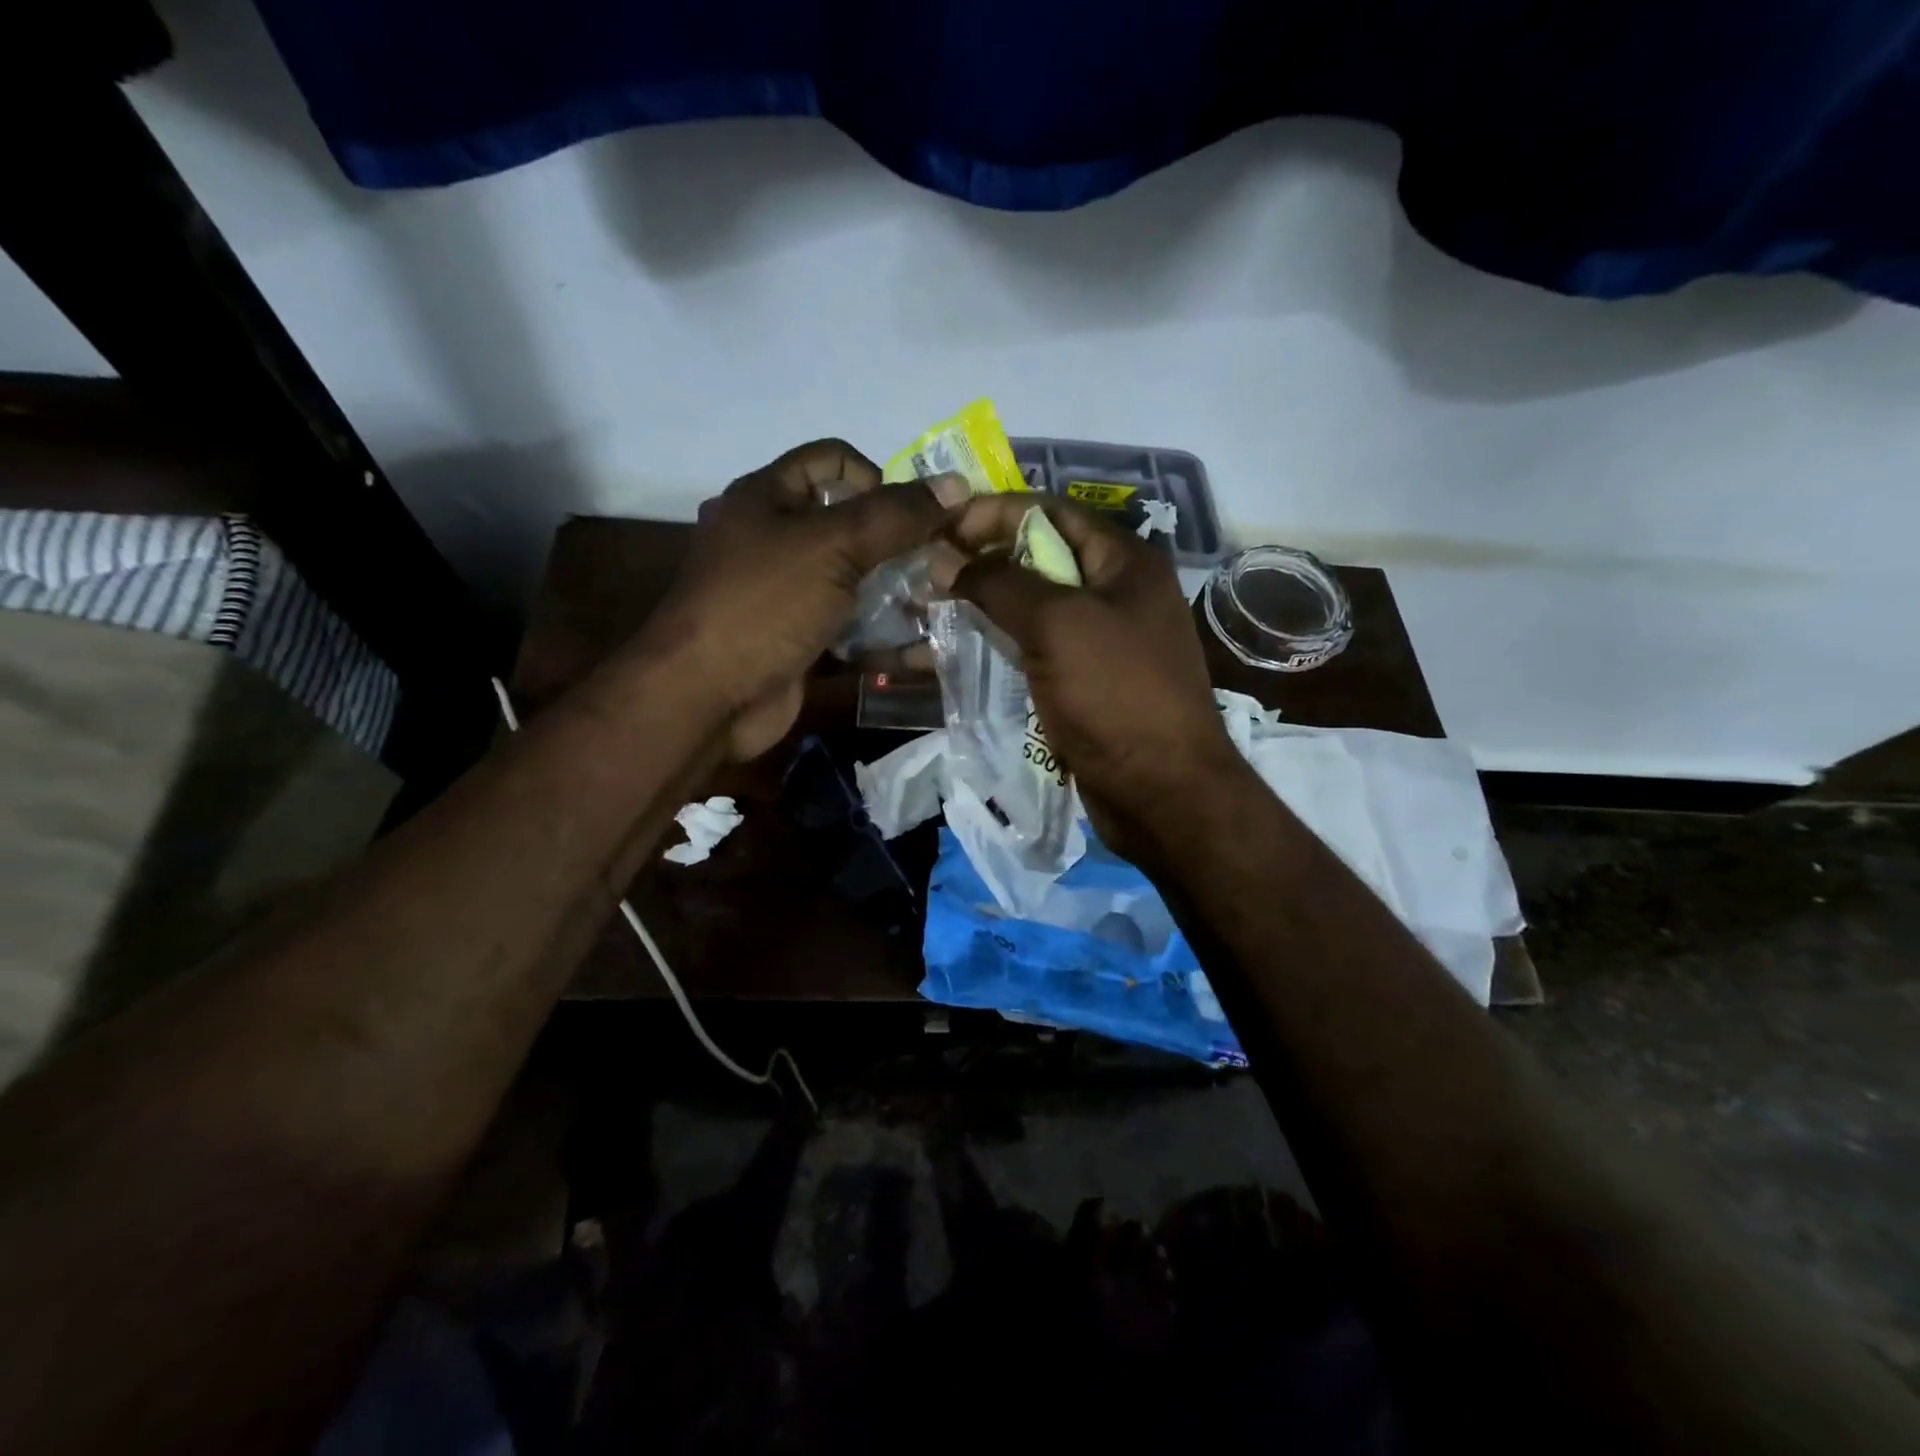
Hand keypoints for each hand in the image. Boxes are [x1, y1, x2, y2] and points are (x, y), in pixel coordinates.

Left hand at [640, 440, 947, 758]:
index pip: (831, 462)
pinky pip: (848, 627)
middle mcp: (773, 540)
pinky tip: (917, 645)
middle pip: (849, 525)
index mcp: (766, 498)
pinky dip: (880, 634)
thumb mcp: (832, 546)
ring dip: (897, 592)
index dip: (877, 478)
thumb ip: (896, 516)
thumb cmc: (764, 604)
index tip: (911, 517)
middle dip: (898, 543)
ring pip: (854, 581)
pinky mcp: (798, 641)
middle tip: (940, 565)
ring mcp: (785, 596)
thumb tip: (957, 484)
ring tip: (938, 604)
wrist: (707, 698)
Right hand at [948, 495, 1249, 858]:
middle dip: (981, 561)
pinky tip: (955, 650)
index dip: (992, 513)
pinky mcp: (1085, 683)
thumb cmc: (1116, 695)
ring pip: (1032, 609)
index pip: (1050, 512)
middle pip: (1039, 560)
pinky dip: (997, 645)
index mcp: (1124, 562)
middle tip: (924, 573)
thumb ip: (999, 583)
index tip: (938, 528)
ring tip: (926, 610)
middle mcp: (1116, 593)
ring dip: (983, 606)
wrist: (1161, 792)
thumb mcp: (1057, 625)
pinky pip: (1035, 650)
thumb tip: (946, 559)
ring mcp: (1101, 641)